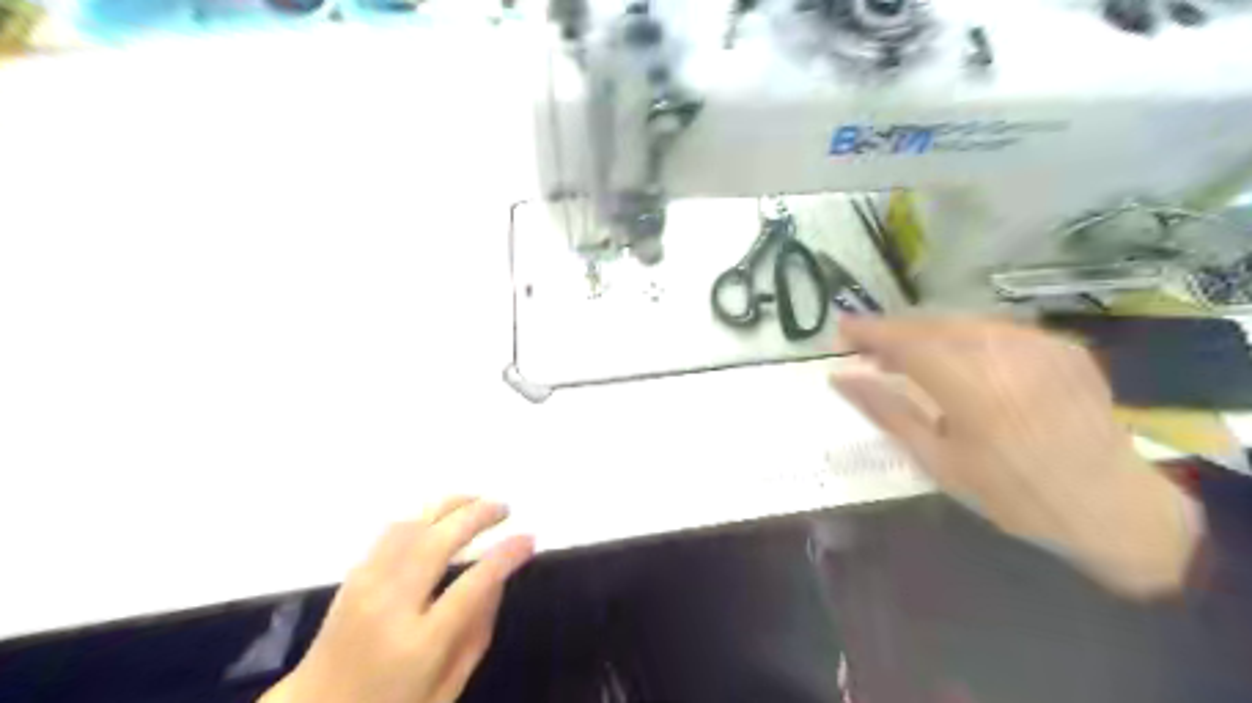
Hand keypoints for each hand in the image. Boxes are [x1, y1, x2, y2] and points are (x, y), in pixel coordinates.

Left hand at [261, 496, 533, 701]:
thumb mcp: (446, 689)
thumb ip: (476, 635)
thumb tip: (497, 581)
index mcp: (419, 644)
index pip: (472, 586)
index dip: (505, 556)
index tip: (528, 538)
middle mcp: (389, 606)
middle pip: (438, 542)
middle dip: (477, 516)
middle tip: (505, 507)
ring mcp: (366, 587)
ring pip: (412, 527)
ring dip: (449, 506)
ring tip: (478, 500)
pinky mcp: (353, 577)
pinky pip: (390, 532)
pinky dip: (422, 515)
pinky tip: (440, 515)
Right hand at [831, 316, 1201, 596]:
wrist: (1112, 507)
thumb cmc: (1011, 494)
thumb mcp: (937, 460)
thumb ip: (885, 411)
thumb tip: (841, 378)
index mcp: (971, 386)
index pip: (905, 341)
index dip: (869, 331)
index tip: (840, 329)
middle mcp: (1006, 352)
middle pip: (932, 325)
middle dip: (894, 332)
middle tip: (867, 351)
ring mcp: (1040, 344)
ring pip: (963, 324)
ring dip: (927, 335)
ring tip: (905, 358)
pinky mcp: (1062, 345)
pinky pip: (998, 331)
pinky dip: (965, 340)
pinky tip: (958, 362)